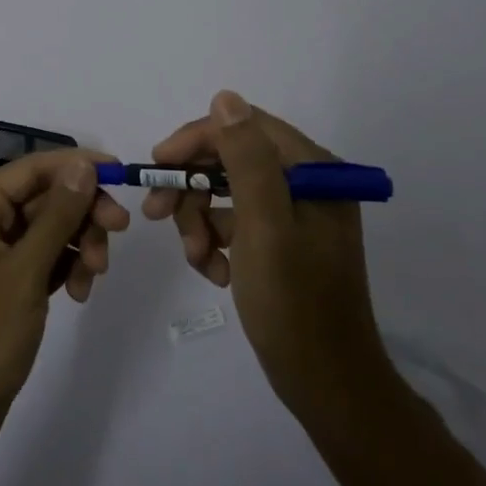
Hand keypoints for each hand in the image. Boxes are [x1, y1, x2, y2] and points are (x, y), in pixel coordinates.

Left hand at [0, 151, 130, 469]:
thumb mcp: (23, 273)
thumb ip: (57, 215)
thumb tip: (83, 164)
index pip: (32, 169)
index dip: (78, 166)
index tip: (122, 175)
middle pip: (42, 198)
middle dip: (82, 213)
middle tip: (120, 233)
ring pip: (46, 231)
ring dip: (77, 245)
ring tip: (95, 278)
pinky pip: (39, 261)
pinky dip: (63, 269)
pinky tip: (78, 294)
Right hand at [143, 91, 390, 423]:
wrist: (328, 388)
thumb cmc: (295, 305)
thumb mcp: (265, 226)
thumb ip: (246, 158)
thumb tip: (225, 97)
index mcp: (312, 169)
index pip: (244, 127)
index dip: (196, 140)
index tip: (157, 166)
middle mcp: (307, 182)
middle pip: (232, 159)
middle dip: (193, 187)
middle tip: (157, 215)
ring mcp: (296, 213)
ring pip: (227, 192)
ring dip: (201, 220)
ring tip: (196, 258)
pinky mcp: (284, 241)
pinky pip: (237, 222)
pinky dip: (217, 242)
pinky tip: (215, 273)